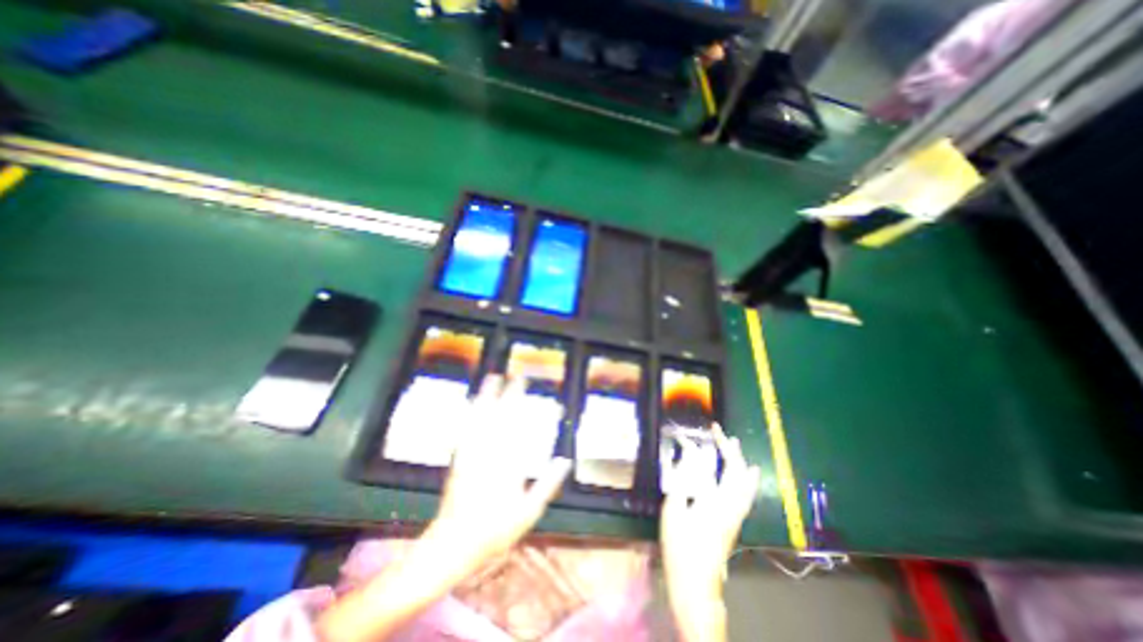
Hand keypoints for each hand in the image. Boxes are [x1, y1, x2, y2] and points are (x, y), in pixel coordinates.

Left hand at [423, 374, 570, 569]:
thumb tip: (565, 461)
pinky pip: (467, 428)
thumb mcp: (528, 513)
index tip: (549, 402)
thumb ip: (547, 484)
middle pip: (503, 417)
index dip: (539, 413)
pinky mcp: (460, 457)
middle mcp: (492, 454)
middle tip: (519, 378)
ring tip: (493, 378)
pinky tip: (474, 401)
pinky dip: (472, 412)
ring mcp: (473, 454)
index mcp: (511, 465)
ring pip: (482, 418)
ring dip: (489, 396)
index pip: (527, 430)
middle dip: (512, 395)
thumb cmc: (495, 531)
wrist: (453, 544)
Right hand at [661, 424, 755, 638]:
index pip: (712, 466)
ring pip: (743, 483)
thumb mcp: (673, 511)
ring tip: (737, 446)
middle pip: (735, 472)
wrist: (696, 585)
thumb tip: (684, 459)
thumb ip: (679, 482)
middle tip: (721, 433)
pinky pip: (744, 495)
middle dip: (729, 450)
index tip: (700, 432)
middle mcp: (729, 505)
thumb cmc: (681, 547)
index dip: (707, 446)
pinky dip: (747, 480)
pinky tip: (748, 476)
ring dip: (739, 462)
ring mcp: (734, 515)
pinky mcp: (733, 523)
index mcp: (713, 500)